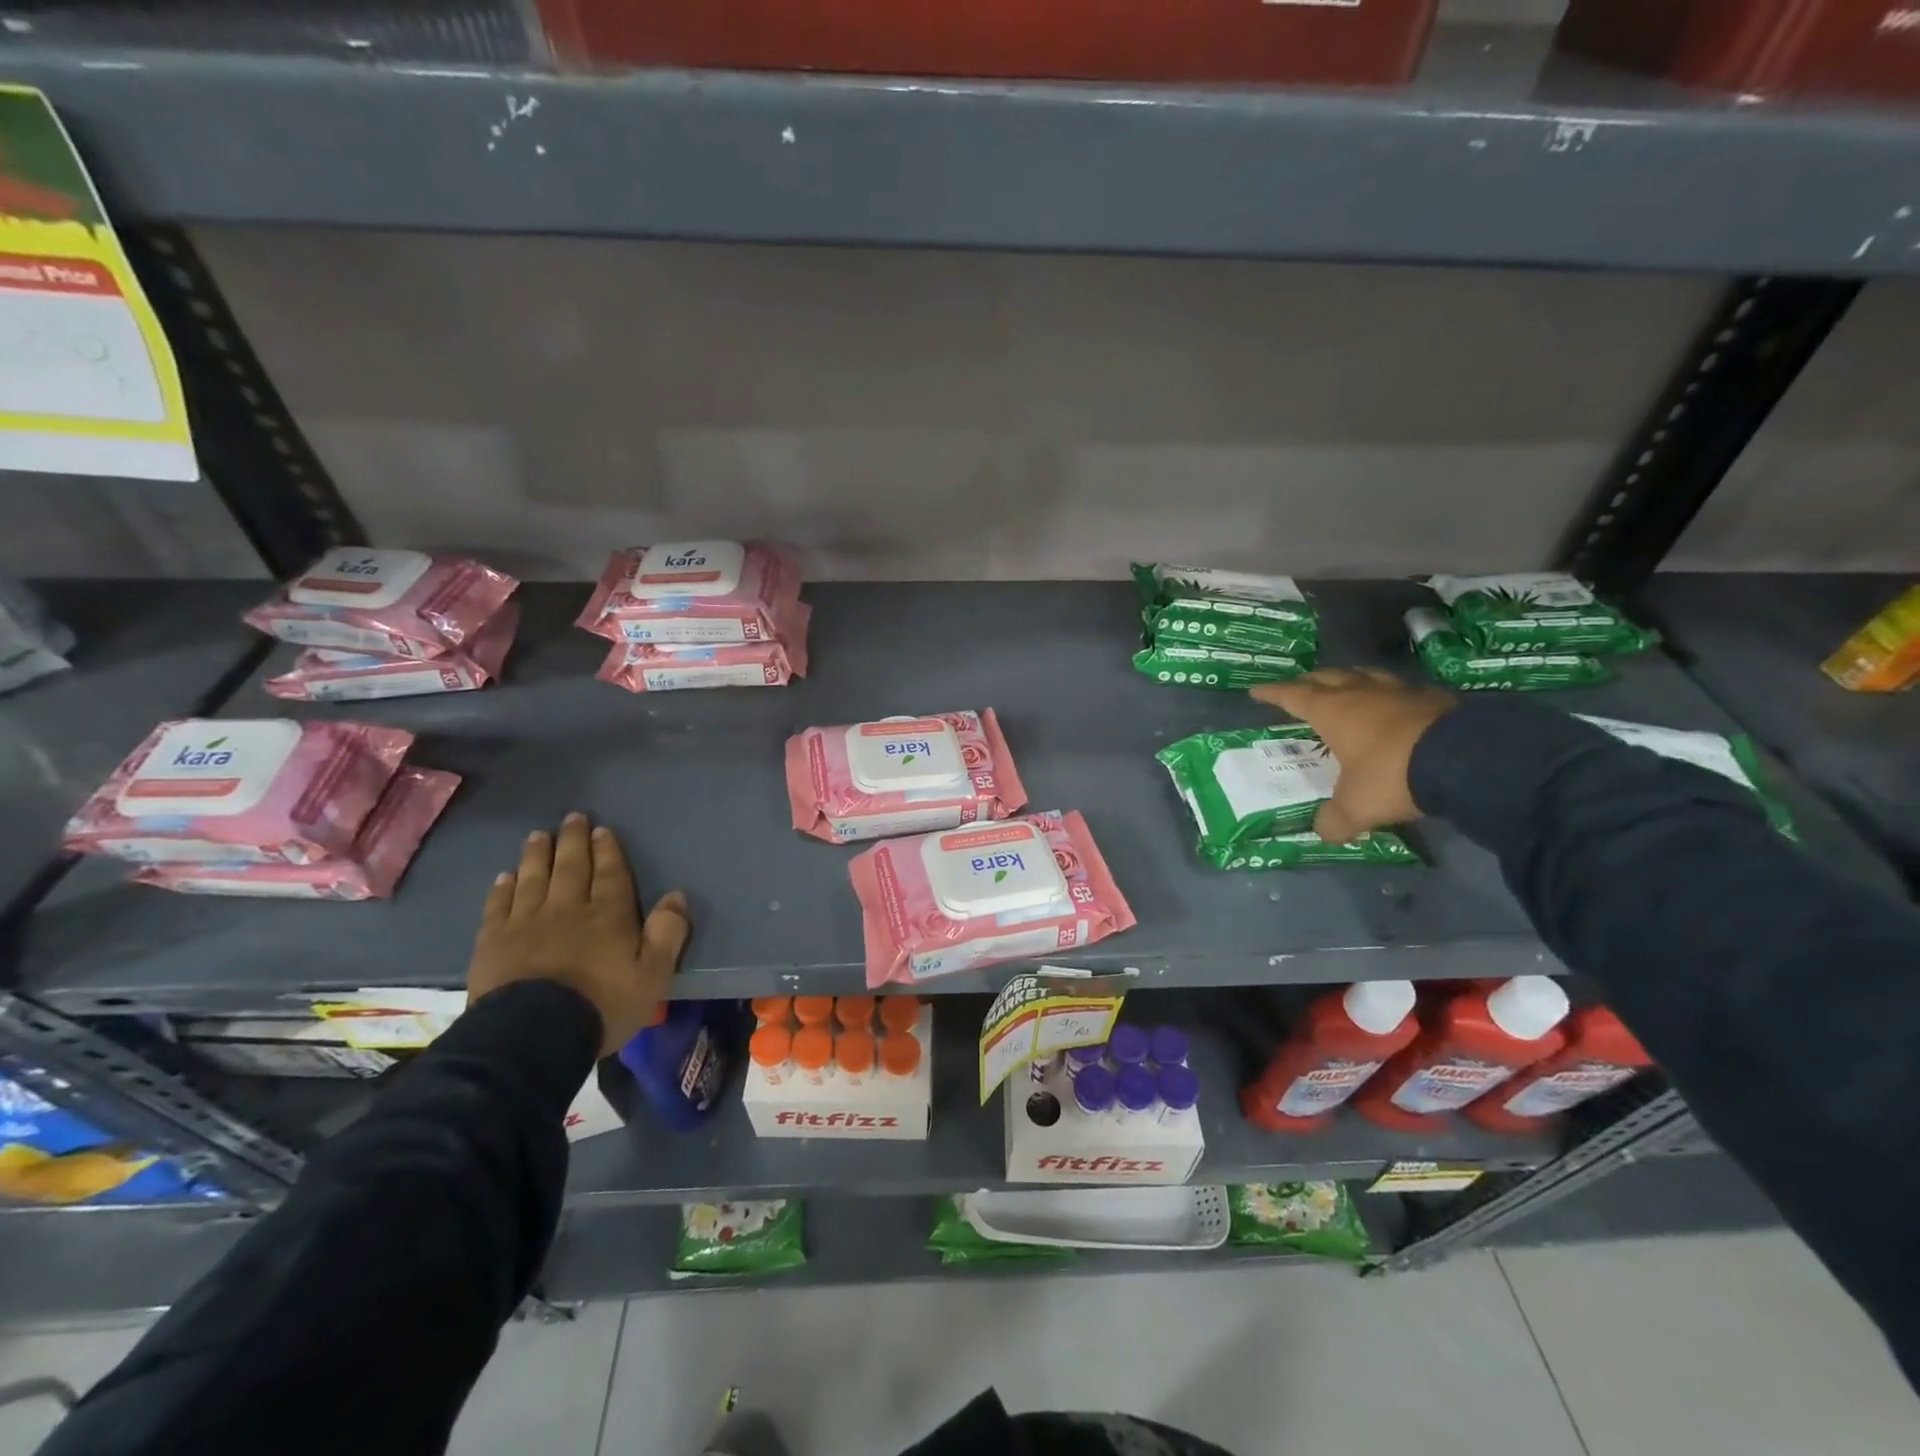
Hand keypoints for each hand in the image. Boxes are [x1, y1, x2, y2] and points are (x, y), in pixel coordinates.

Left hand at [466, 812, 690, 1055]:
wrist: (532, 1037)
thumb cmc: (602, 1006)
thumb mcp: (653, 976)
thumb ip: (668, 934)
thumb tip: (676, 896)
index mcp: (608, 916)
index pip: (609, 874)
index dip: (607, 851)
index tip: (601, 830)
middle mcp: (567, 909)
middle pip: (571, 868)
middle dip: (573, 841)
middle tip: (572, 818)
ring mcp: (526, 923)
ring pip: (534, 879)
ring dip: (538, 855)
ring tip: (539, 836)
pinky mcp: (493, 943)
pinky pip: (499, 906)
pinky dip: (503, 888)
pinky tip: (505, 877)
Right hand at [1251, 670, 1455, 843]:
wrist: (1465, 759)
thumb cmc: (1391, 775)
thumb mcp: (1355, 807)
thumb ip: (1335, 820)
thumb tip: (1324, 833)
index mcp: (1332, 711)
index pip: (1293, 696)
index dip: (1273, 694)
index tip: (1256, 691)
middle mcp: (1361, 694)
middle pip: (1328, 677)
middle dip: (1310, 682)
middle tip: (1300, 687)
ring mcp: (1399, 692)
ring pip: (1365, 676)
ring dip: (1349, 680)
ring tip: (1344, 688)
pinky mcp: (1433, 699)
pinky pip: (1400, 690)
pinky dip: (1387, 696)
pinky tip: (1392, 706)